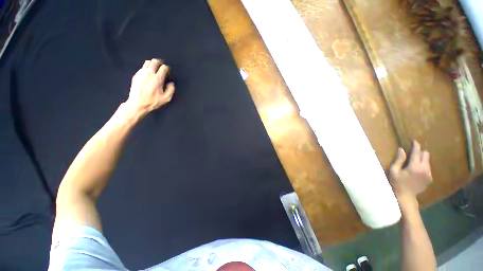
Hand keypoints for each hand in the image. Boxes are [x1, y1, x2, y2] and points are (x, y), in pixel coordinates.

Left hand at [126, 58, 174, 116]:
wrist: (137, 104)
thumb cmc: (153, 101)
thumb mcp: (166, 98)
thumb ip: (171, 89)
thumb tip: (171, 83)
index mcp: (158, 79)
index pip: (164, 67)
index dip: (167, 68)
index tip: (168, 72)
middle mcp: (149, 73)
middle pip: (155, 61)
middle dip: (160, 63)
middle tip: (162, 67)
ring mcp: (141, 73)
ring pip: (147, 62)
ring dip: (152, 64)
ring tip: (155, 69)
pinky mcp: (136, 75)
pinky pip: (142, 68)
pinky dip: (146, 68)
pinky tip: (148, 74)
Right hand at [389, 140, 432, 211]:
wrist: (406, 196)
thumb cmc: (397, 182)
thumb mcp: (394, 171)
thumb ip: (399, 160)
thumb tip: (401, 149)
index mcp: (415, 166)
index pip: (417, 152)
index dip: (416, 146)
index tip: (414, 141)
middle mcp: (424, 169)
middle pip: (426, 155)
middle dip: (420, 152)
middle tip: (413, 153)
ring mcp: (428, 174)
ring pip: (428, 161)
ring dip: (422, 159)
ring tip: (414, 162)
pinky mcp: (430, 178)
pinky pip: (428, 168)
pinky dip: (423, 166)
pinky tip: (416, 170)